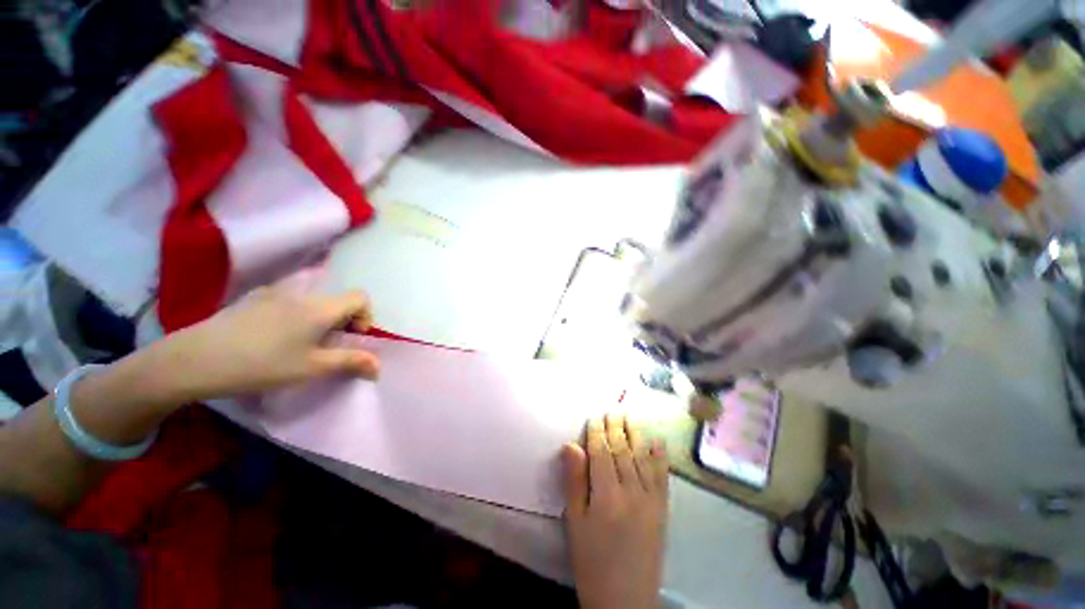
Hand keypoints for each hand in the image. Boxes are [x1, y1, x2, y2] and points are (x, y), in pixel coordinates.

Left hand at [161, 284, 379, 400]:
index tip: (351, 339)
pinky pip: (289, 301)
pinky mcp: (253, 299)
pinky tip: (273, 337)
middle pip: (338, 299)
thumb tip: (379, 367)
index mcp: (320, 307)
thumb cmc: (261, 364)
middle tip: (327, 347)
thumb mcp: (312, 368)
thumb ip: (351, 363)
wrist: (193, 360)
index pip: (361, 297)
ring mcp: (274, 292)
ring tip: (300, 344)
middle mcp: (301, 293)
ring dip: (319, 319)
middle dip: (342, 321)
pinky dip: (296, 315)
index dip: (365, 316)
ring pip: (313, 300)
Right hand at [562, 414, 668, 608]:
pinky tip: (658, 441)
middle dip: (616, 428)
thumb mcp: (575, 522)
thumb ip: (575, 481)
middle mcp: (631, 491)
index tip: (593, 417)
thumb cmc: (592, 561)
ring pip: (642, 458)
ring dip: (636, 435)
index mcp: (607, 495)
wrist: (626, 600)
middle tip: (612, 410)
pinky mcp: (662, 509)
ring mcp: (650, 499)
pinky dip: (660, 457)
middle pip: (623, 451)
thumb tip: (570, 445)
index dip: (597, 433)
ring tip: (630, 417)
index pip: (602, 453)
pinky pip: (662, 476)